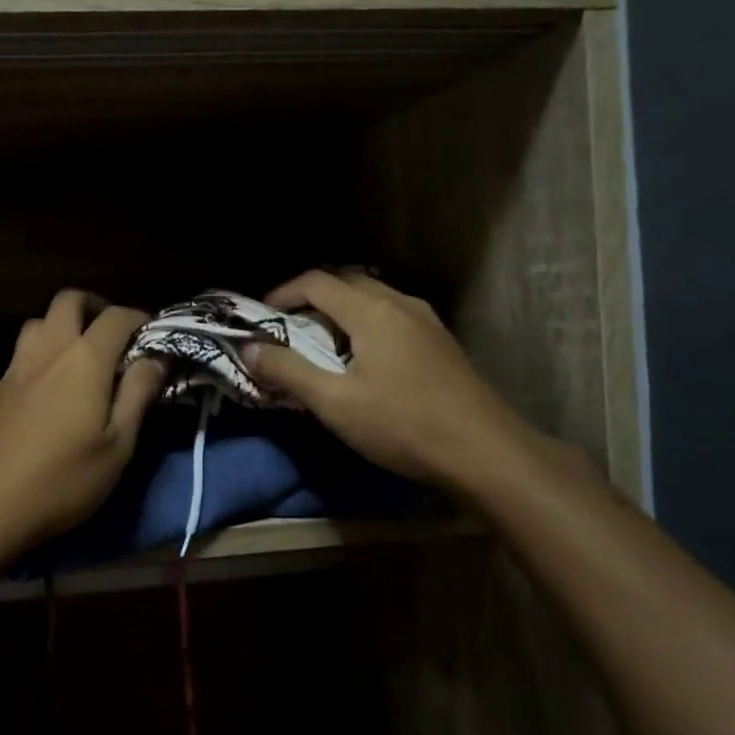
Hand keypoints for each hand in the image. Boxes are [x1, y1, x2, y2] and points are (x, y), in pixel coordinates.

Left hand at [0, 290, 163, 566]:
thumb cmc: (62, 480)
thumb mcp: (117, 446)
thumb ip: (138, 394)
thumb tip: (157, 357)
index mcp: (84, 359)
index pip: (116, 317)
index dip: (140, 319)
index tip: (156, 337)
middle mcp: (48, 350)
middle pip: (69, 300)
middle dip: (97, 307)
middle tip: (116, 337)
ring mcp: (17, 366)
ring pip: (41, 320)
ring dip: (65, 324)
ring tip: (84, 357)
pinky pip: (25, 348)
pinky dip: (46, 348)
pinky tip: (54, 383)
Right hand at [244, 269, 547, 495]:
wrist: (485, 452)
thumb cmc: (403, 424)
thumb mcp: (334, 403)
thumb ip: (288, 371)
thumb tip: (249, 348)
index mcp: (372, 311)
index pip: (316, 281)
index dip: (282, 293)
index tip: (260, 319)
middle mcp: (400, 304)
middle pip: (346, 282)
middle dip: (310, 298)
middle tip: (287, 329)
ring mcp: (426, 321)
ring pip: (372, 298)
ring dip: (340, 311)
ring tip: (321, 344)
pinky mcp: (440, 342)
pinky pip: (392, 315)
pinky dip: (365, 324)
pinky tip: (363, 360)